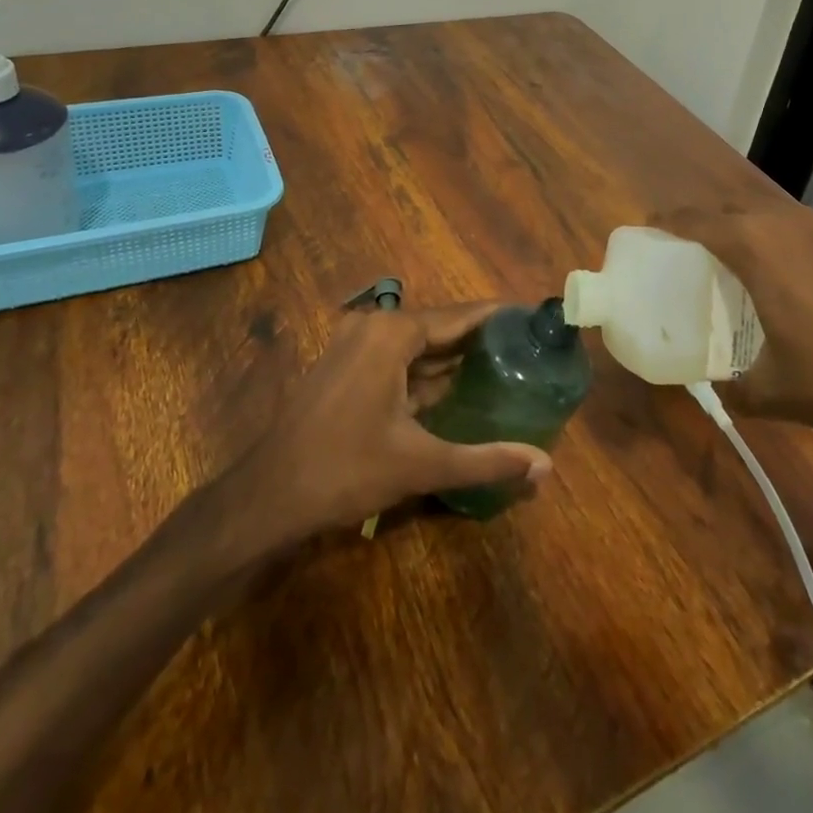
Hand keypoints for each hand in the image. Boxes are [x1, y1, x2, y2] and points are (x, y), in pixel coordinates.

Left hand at [238, 301, 552, 540]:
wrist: (266, 496)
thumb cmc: (345, 470)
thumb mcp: (420, 464)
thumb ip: (486, 461)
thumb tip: (545, 467)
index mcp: (392, 334)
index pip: (460, 316)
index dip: (498, 317)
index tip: (535, 319)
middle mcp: (373, 328)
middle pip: (439, 328)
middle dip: (480, 340)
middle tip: (527, 350)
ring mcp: (353, 346)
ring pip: (417, 346)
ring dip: (452, 358)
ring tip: (502, 366)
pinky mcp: (344, 368)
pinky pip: (396, 360)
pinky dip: (425, 373)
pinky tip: (455, 390)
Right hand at [654, 197, 812, 457]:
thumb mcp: (773, 391)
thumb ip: (733, 386)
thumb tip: (716, 387)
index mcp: (756, 246)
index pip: (697, 220)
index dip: (668, 220)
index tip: (651, 227)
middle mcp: (788, 223)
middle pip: (732, 208)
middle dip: (706, 222)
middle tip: (690, 250)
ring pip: (770, 214)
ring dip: (746, 228)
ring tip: (737, 260)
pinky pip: (802, 227)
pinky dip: (782, 239)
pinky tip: (791, 276)